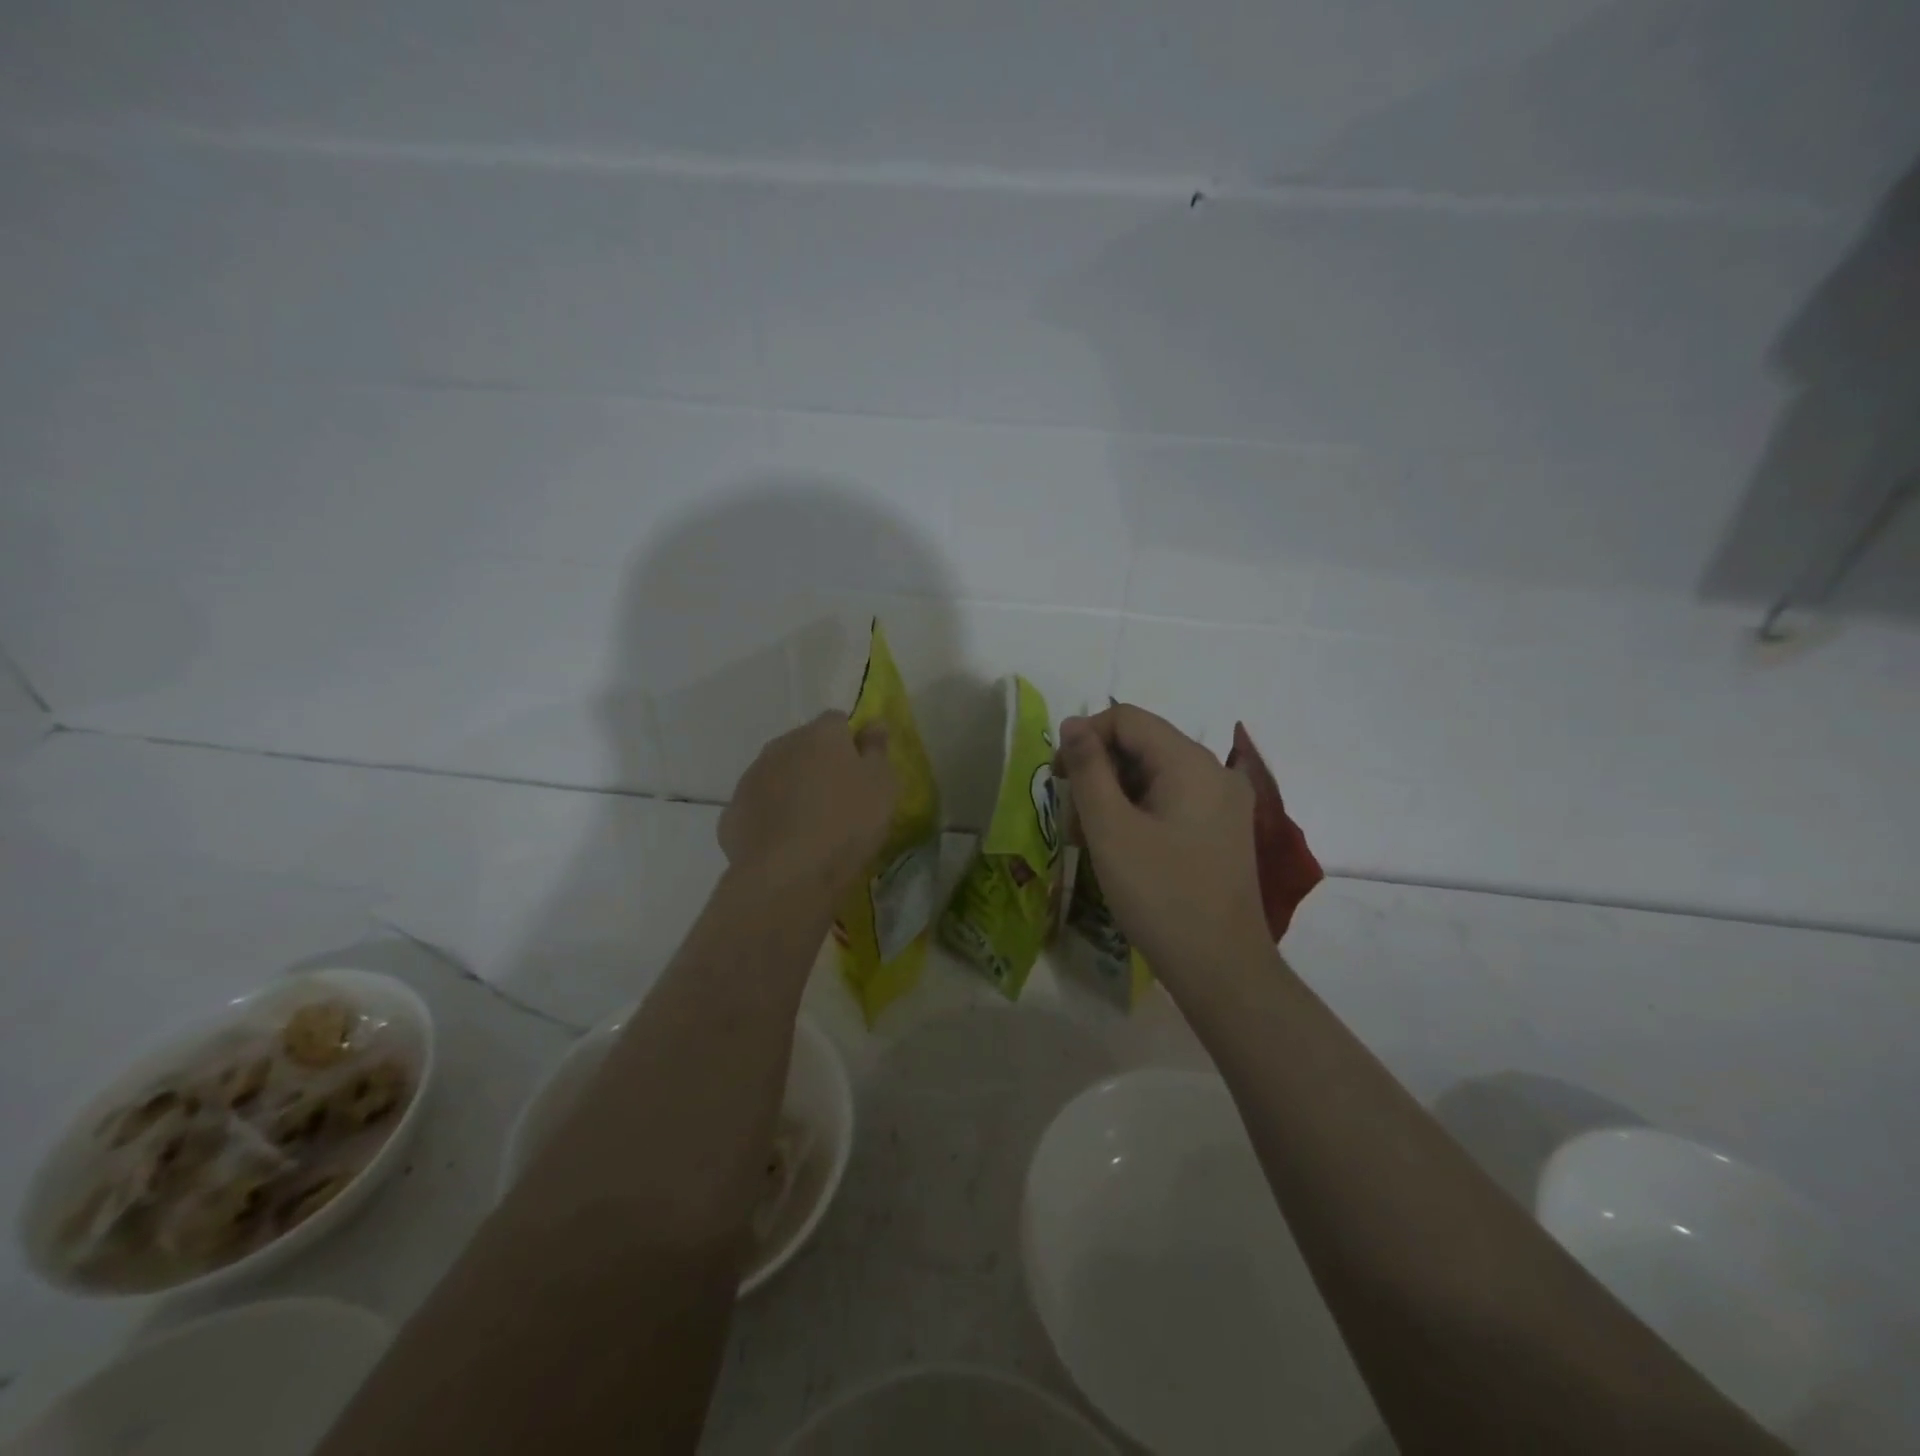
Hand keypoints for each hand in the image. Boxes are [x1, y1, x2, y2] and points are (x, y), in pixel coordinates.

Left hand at [720, 712, 897, 894]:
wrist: (789, 873)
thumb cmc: (847, 823)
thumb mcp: (882, 787)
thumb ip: (877, 751)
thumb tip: (873, 723)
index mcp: (820, 734)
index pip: (837, 721)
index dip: (849, 742)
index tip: (861, 771)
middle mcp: (781, 746)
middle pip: (802, 746)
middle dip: (817, 764)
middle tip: (837, 799)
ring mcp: (751, 778)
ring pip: (776, 775)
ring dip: (791, 789)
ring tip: (810, 826)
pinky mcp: (731, 813)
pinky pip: (757, 808)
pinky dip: (769, 818)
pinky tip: (784, 844)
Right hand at [1055, 705, 1269, 975]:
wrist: (1221, 967)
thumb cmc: (1159, 894)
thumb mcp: (1110, 829)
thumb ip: (1088, 769)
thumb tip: (1073, 724)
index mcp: (1190, 762)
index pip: (1127, 719)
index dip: (1085, 737)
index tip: (1057, 777)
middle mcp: (1213, 771)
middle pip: (1142, 745)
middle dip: (1098, 772)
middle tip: (1070, 816)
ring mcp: (1223, 802)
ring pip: (1154, 775)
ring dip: (1114, 796)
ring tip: (1088, 840)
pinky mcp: (1221, 829)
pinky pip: (1171, 800)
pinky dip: (1138, 812)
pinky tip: (1118, 848)